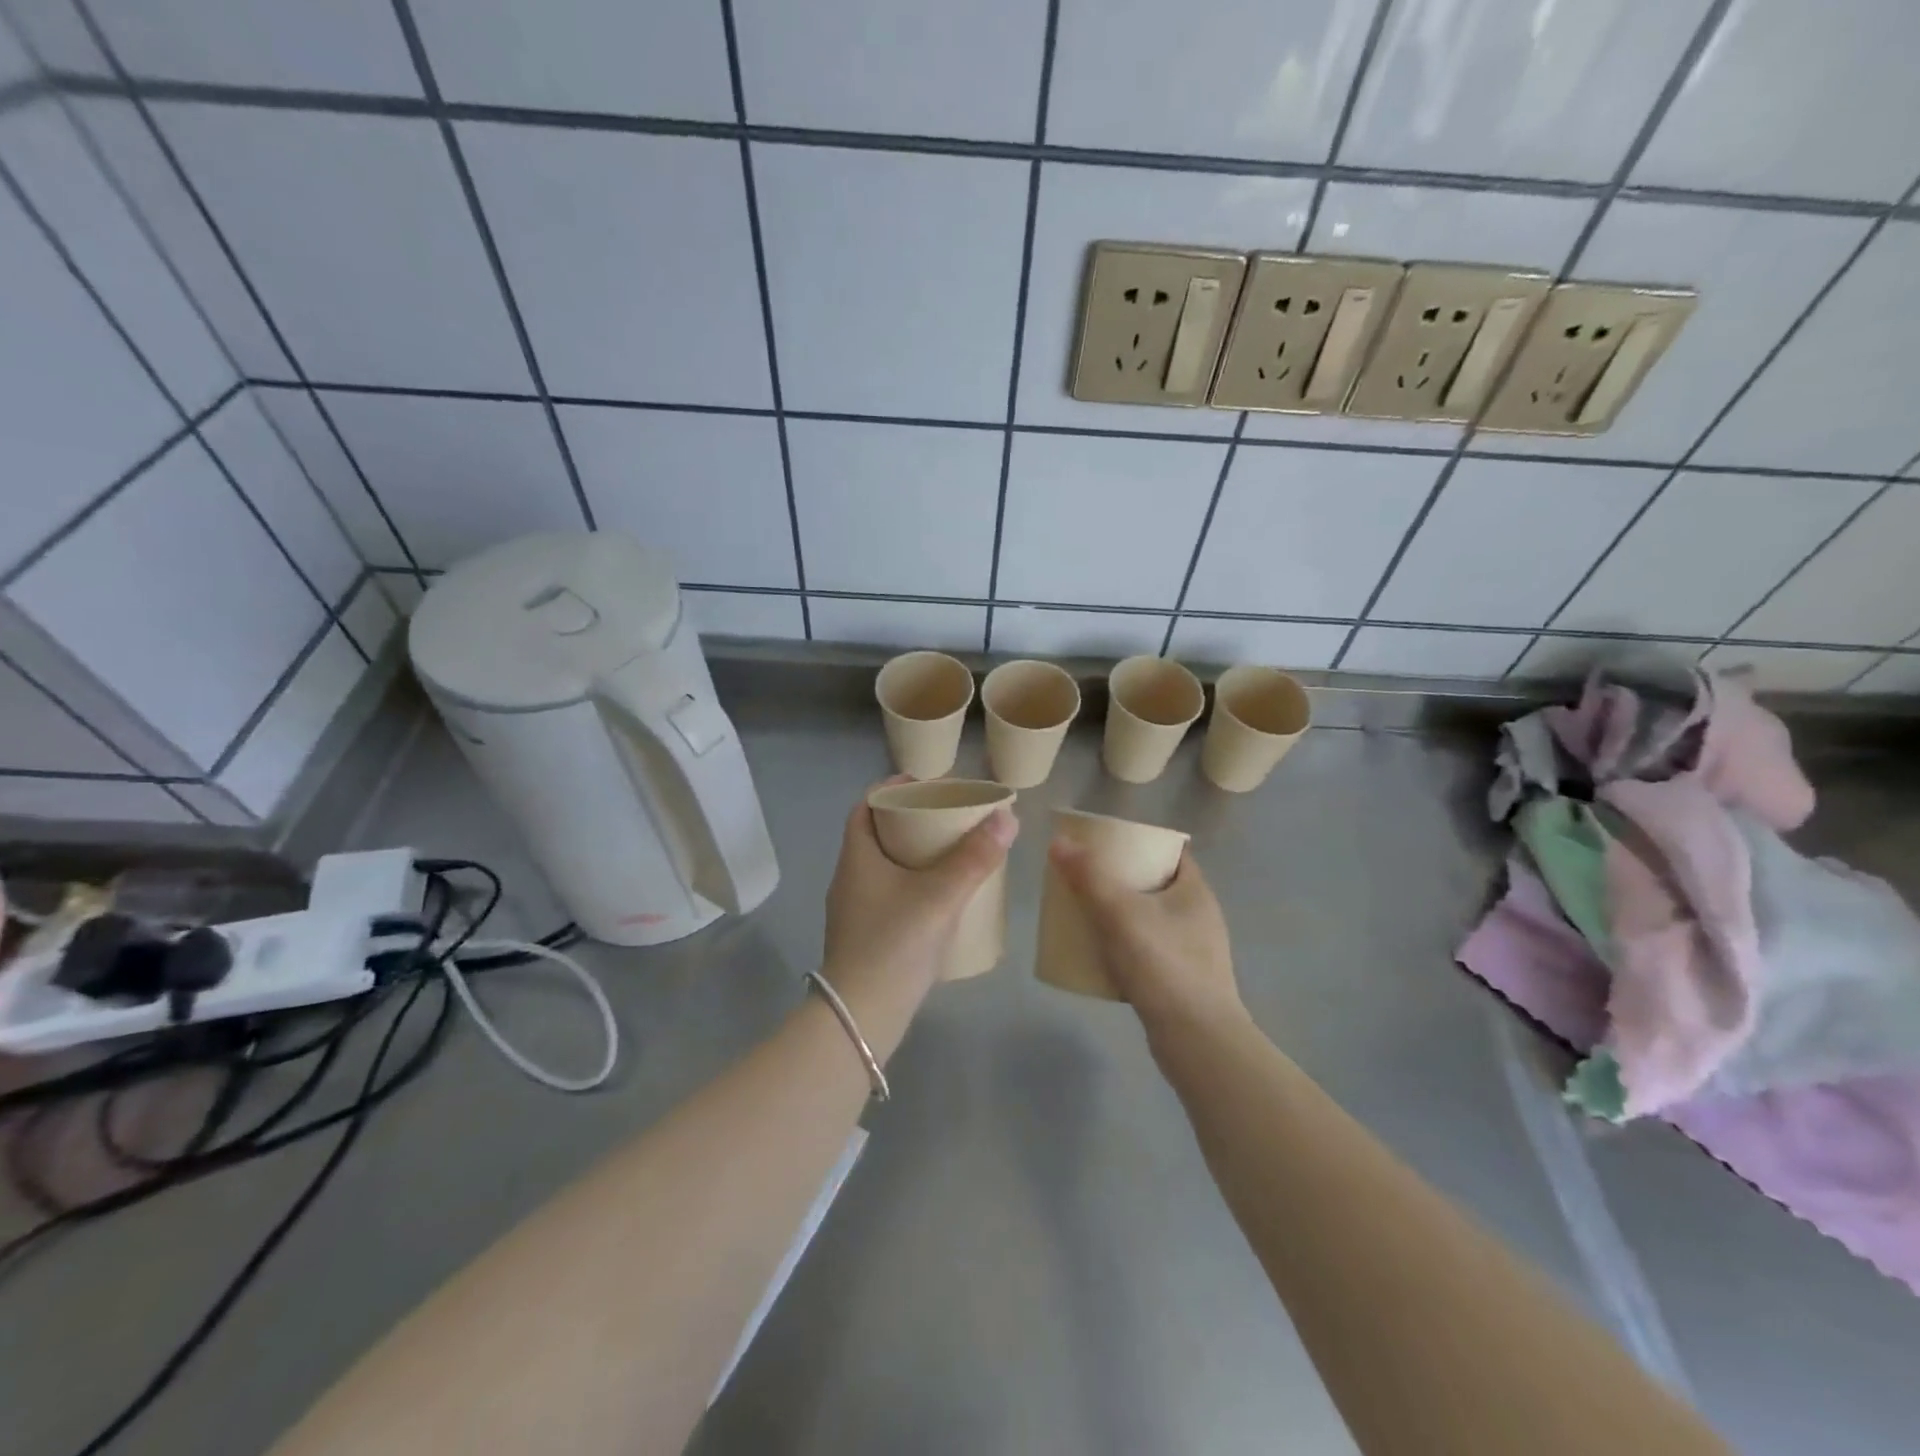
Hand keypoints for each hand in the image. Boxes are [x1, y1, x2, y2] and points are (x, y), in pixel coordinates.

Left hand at [821, 779, 1017, 1012]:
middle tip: (948, 818)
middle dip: (910, 821)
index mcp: (857, 857)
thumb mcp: (940, 896)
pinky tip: (939, 897)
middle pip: (877, 834)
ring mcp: (853, 910)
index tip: (928, 786)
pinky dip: (911, 883)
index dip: (893, 789)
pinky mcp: (864, 936)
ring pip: (883, 866)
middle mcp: (849, 878)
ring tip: (950, 853)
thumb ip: (975, 858)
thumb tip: (1007, 817)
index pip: (866, 806)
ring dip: (912, 854)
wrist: (862, 1016)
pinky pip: (888, 893)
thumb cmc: (895, 944)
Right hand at [1048, 840, 1242, 1033]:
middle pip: (1157, 885)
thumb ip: (1089, 876)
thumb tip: (1058, 841)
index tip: (1105, 845)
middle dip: (1122, 880)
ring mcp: (1195, 952)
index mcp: (1195, 891)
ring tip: (1087, 915)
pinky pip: (1150, 953)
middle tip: (1086, 879)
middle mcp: (1200, 917)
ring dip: (1123, 916)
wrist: (1197, 1041)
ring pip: (1152, 921)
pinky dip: (1127, 949)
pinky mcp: (1183, 983)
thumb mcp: (1120, 913)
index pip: (1170, 852)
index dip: (1138, 843)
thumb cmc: (1163, 965)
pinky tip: (1102, 957)